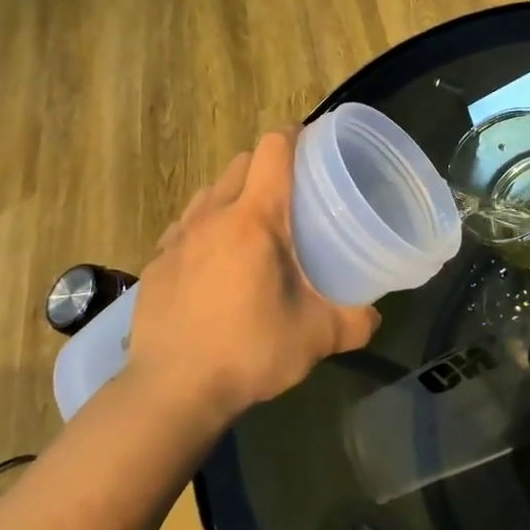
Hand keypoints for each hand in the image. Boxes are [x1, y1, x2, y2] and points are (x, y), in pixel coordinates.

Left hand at [125, 129, 379, 418]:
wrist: (170, 392)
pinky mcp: (156, 262)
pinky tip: (215, 260)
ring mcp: (178, 237)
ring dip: (234, 193)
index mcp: (256, 218)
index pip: (273, 149)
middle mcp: (213, 215)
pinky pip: (185, 224)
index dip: (294, 136)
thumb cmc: (249, 351)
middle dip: (267, 164)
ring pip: (210, 191)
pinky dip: (205, 226)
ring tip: (253, 225)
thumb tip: (374, 317)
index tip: (313, 145)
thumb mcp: (316, 337)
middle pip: (241, 162)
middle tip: (293, 193)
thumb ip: (354, 321)